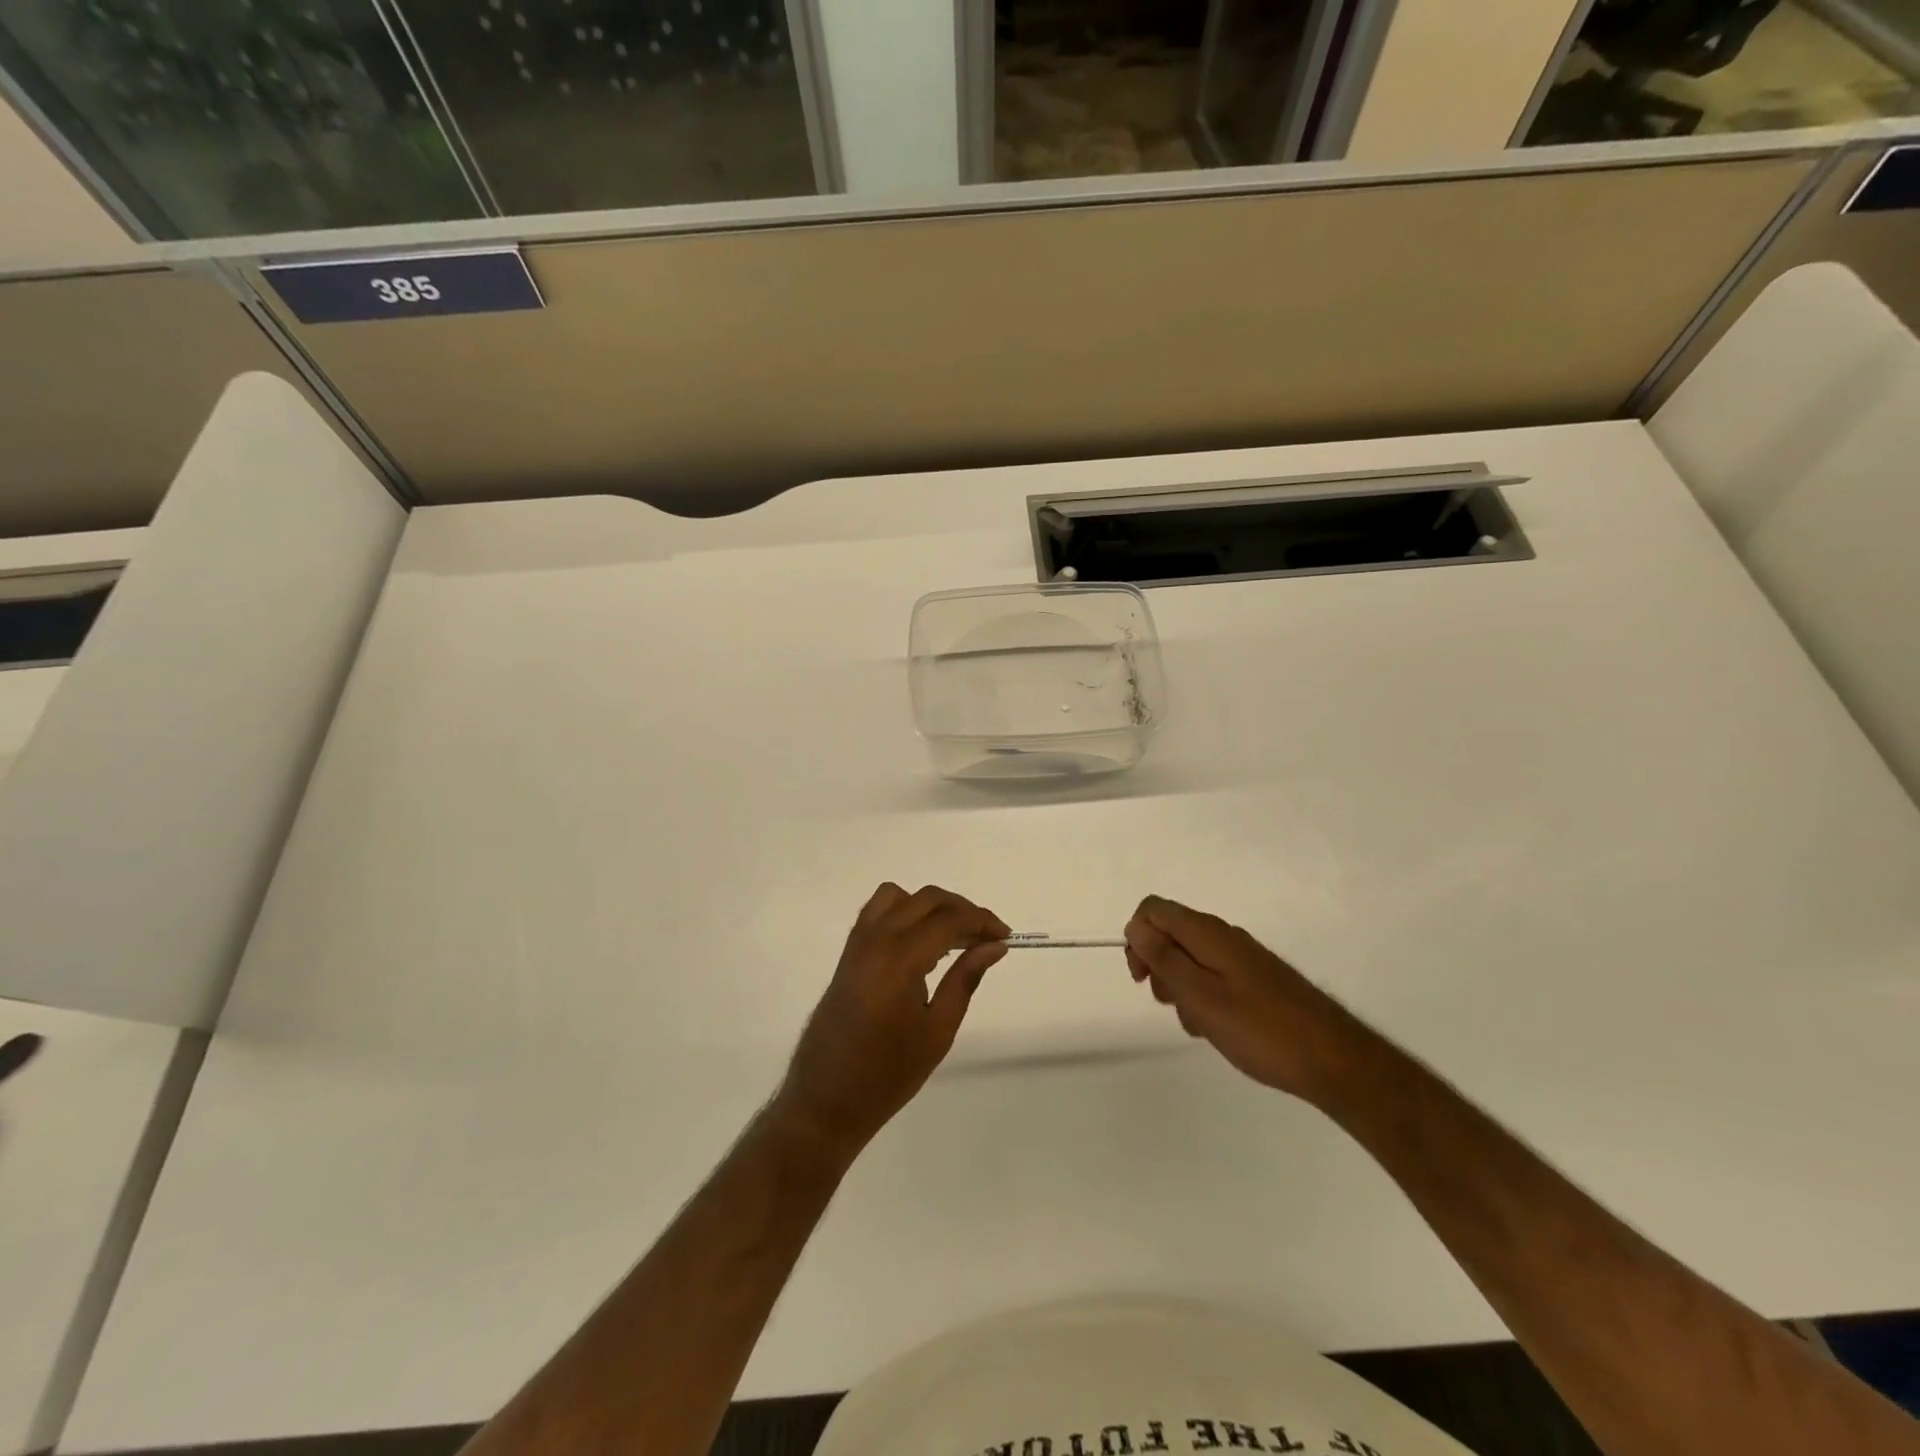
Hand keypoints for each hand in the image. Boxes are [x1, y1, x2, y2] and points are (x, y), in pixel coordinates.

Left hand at [772, 884, 1008, 1159]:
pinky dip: (905, 910)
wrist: (827, 1098)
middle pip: (926, 899)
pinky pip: (878, 910)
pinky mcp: (848, 952)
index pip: (948, 920)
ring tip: (954, 935)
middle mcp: (875, 940)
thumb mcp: (937, 1031)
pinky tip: (922, 940)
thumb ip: (965, 979)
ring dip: (931, 906)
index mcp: (898, 961)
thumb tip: (994, 946)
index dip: (982, 921)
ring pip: (899, 896)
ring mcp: (857, 943)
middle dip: (963, 909)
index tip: (1005, 936)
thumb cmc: (887, 1073)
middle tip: (987, 936)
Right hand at [1126, 896, 1372, 1102]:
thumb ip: (1164, 958)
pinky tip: (1217, 1028)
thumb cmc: (1259, 1028)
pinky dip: (1204, 997)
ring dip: (1181, 986)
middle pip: (1170, 933)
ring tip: (1198, 1023)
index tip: (1143, 977)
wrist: (1334, 1058)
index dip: (1137, 937)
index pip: (1153, 909)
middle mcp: (1224, 935)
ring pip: (1191, 959)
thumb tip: (1136, 926)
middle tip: (1171, 1004)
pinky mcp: (1257, 978)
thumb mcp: (1200, 996)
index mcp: (1207, 932)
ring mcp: (1243, 957)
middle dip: (1158, 965)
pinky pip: (1214, 976)